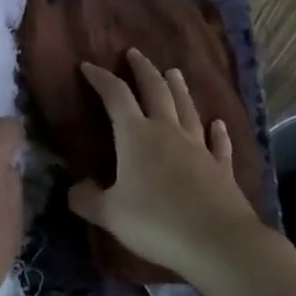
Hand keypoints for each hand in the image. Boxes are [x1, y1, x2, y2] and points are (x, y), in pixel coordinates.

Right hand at [68, 48, 266, 283]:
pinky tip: (218, 124)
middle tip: (135, 53)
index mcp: (136, 135)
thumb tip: (73, 189)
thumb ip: (87, 200)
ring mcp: (198, 148)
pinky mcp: (221, 168)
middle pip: (155, 91)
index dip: (101, 79)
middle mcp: (167, 132)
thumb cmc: (156, 222)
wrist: (218, 242)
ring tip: (173, 72)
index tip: (87, 66)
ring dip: (178, 89)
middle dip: (143, 70)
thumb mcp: (110, 214)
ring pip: (187, 109)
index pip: (115, 96)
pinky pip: (218, 144)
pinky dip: (217, 132)